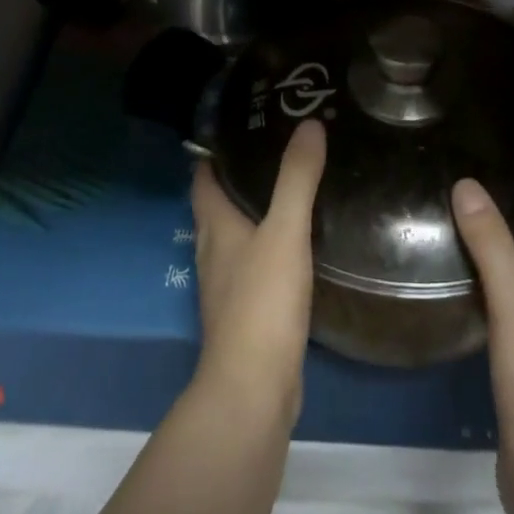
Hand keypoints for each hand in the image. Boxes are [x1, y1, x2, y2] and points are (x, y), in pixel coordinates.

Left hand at [190, 118, 326, 424]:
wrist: (254, 389)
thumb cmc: (262, 302)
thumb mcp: (285, 232)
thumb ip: (297, 178)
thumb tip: (310, 123)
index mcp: (214, 226)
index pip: (203, 177)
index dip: (215, 151)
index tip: (242, 126)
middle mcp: (213, 251)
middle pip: (218, 204)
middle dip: (240, 177)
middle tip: (278, 150)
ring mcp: (227, 285)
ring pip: (237, 235)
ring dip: (255, 212)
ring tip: (291, 189)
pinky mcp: (246, 312)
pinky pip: (254, 265)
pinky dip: (269, 246)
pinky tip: (297, 245)